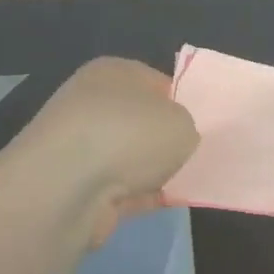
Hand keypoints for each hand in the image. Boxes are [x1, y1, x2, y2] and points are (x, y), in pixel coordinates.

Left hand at [8, 58, 199, 244]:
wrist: (68, 189)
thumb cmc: (130, 135)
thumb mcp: (182, 121)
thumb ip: (186, 125)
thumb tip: (176, 138)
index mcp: (114, 72)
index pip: (157, 82)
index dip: (184, 102)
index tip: (205, 125)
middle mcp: (92, 103)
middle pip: (143, 121)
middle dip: (168, 139)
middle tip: (199, 154)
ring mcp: (82, 146)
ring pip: (132, 156)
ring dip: (155, 169)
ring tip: (190, 181)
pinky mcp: (78, 186)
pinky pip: (123, 188)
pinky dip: (143, 194)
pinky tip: (169, 202)